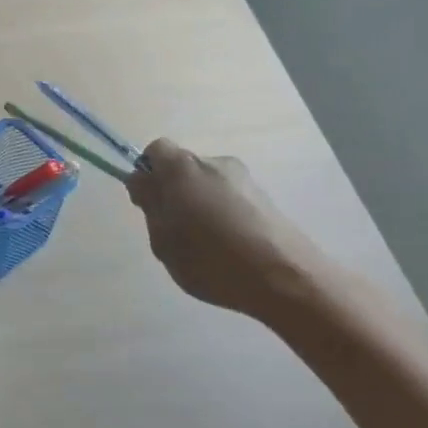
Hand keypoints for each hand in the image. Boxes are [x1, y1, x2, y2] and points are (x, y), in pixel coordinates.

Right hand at [126, 139, 330, 321]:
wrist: (285, 277)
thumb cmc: (210, 258)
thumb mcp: (162, 238)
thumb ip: (150, 204)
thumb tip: (142, 180)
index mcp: (183, 167)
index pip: (155, 151)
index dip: (147, 173)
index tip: (148, 203)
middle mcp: (215, 162)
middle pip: (183, 168)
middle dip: (173, 191)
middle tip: (173, 230)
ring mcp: (244, 179)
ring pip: (207, 184)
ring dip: (199, 204)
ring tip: (205, 243)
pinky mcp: (266, 198)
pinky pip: (230, 199)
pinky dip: (223, 215)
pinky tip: (229, 247)